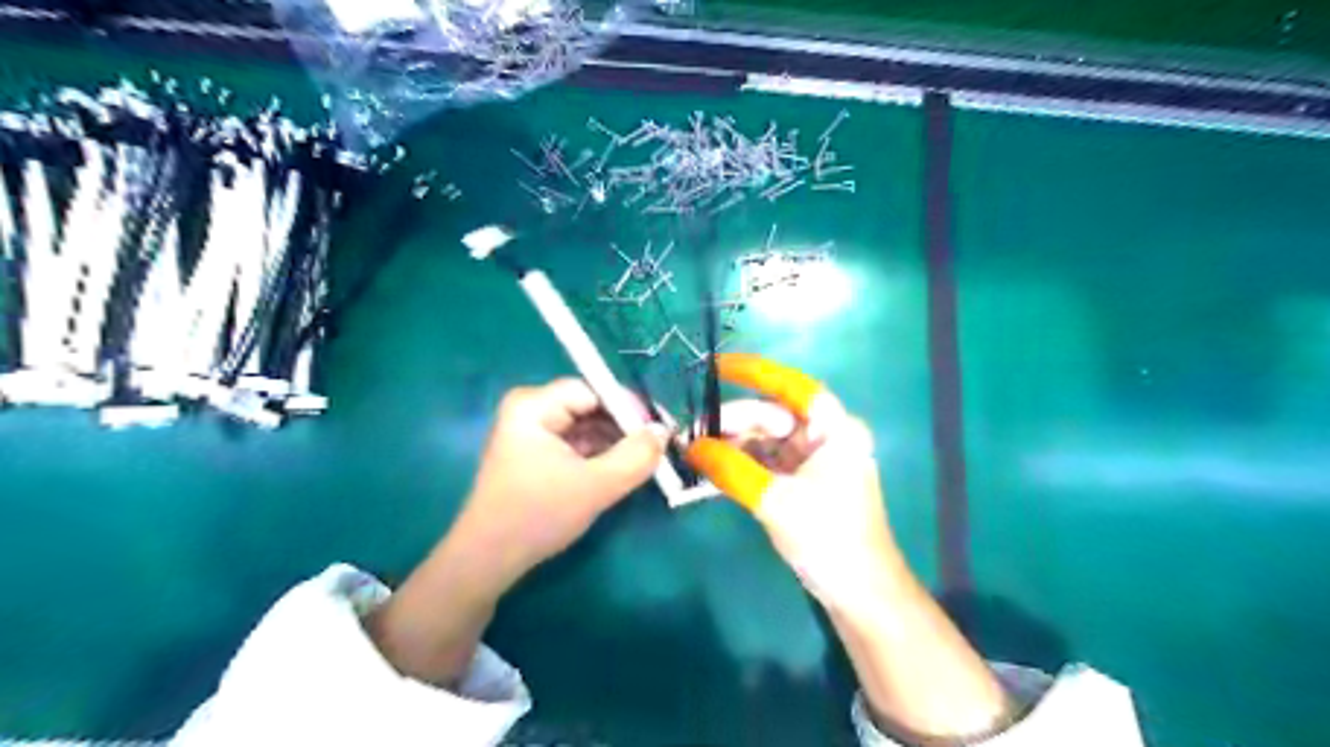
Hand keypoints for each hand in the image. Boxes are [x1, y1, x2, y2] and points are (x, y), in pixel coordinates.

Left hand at [455, 379, 664, 587]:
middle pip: (590, 406)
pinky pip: (577, 444)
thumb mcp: (595, 486)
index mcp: (533, 405)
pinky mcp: (536, 454)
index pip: (593, 390)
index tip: (660, 430)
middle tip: (658, 448)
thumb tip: (664, 431)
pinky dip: (600, 455)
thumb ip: (635, 456)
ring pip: (586, 427)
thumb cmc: (537, 515)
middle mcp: (530, 410)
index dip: (629, 408)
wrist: (488, 561)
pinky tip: (621, 471)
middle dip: (624, 427)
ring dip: (615, 443)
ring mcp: (532, 432)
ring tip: (645, 461)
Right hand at [684, 356, 1009, 741]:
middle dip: (732, 422)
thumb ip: (731, 468)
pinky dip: (739, 466)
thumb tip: (690, 445)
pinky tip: (710, 470)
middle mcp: (825, 438)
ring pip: (765, 441)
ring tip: (693, 453)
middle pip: (772, 416)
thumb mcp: (776, 500)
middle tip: (692, 434)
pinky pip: (765, 464)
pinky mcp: (801, 484)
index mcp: (835, 430)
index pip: (793, 387)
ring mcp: (813, 462)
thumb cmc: (828, 538)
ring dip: (731, 446)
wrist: (859, 595)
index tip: (716, 366)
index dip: (755, 372)